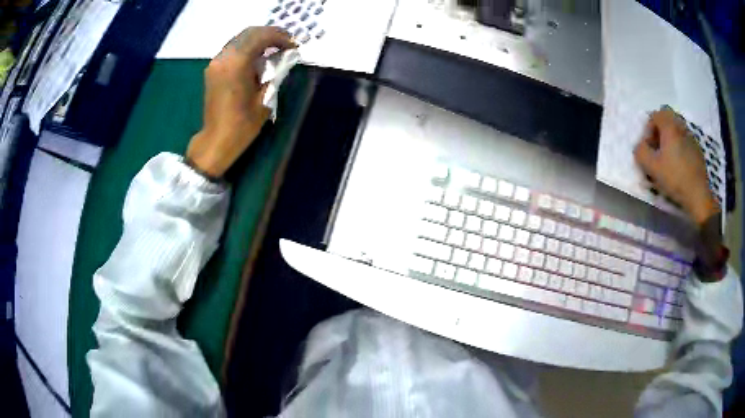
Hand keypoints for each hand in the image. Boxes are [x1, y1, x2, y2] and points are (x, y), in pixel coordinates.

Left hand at [186, 27, 295, 177]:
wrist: (216, 140)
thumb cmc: (242, 124)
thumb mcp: (266, 97)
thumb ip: (276, 72)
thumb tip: (286, 57)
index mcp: (237, 63)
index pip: (261, 36)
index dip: (280, 37)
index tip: (294, 46)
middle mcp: (224, 57)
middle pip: (249, 33)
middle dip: (270, 34)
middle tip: (286, 43)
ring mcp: (216, 62)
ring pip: (240, 38)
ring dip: (259, 40)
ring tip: (275, 49)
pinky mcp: (213, 68)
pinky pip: (233, 48)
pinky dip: (248, 47)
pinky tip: (258, 57)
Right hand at [634, 108, 719, 225]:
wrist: (698, 195)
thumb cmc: (674, 178)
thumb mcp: (651, 167)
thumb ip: (641, 152)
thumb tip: (640, 146)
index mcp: (670, 126)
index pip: (655, 115)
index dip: (648, 129)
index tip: (649, 146)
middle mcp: (681, 127)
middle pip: (667, 119)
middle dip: (660, 132)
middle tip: (657, 149)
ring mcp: (691, 138)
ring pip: (677, 130)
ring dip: (671, 139)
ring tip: (668, 158)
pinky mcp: (698, 150)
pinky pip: (685, 141)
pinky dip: (680, 147)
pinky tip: (680, 165)